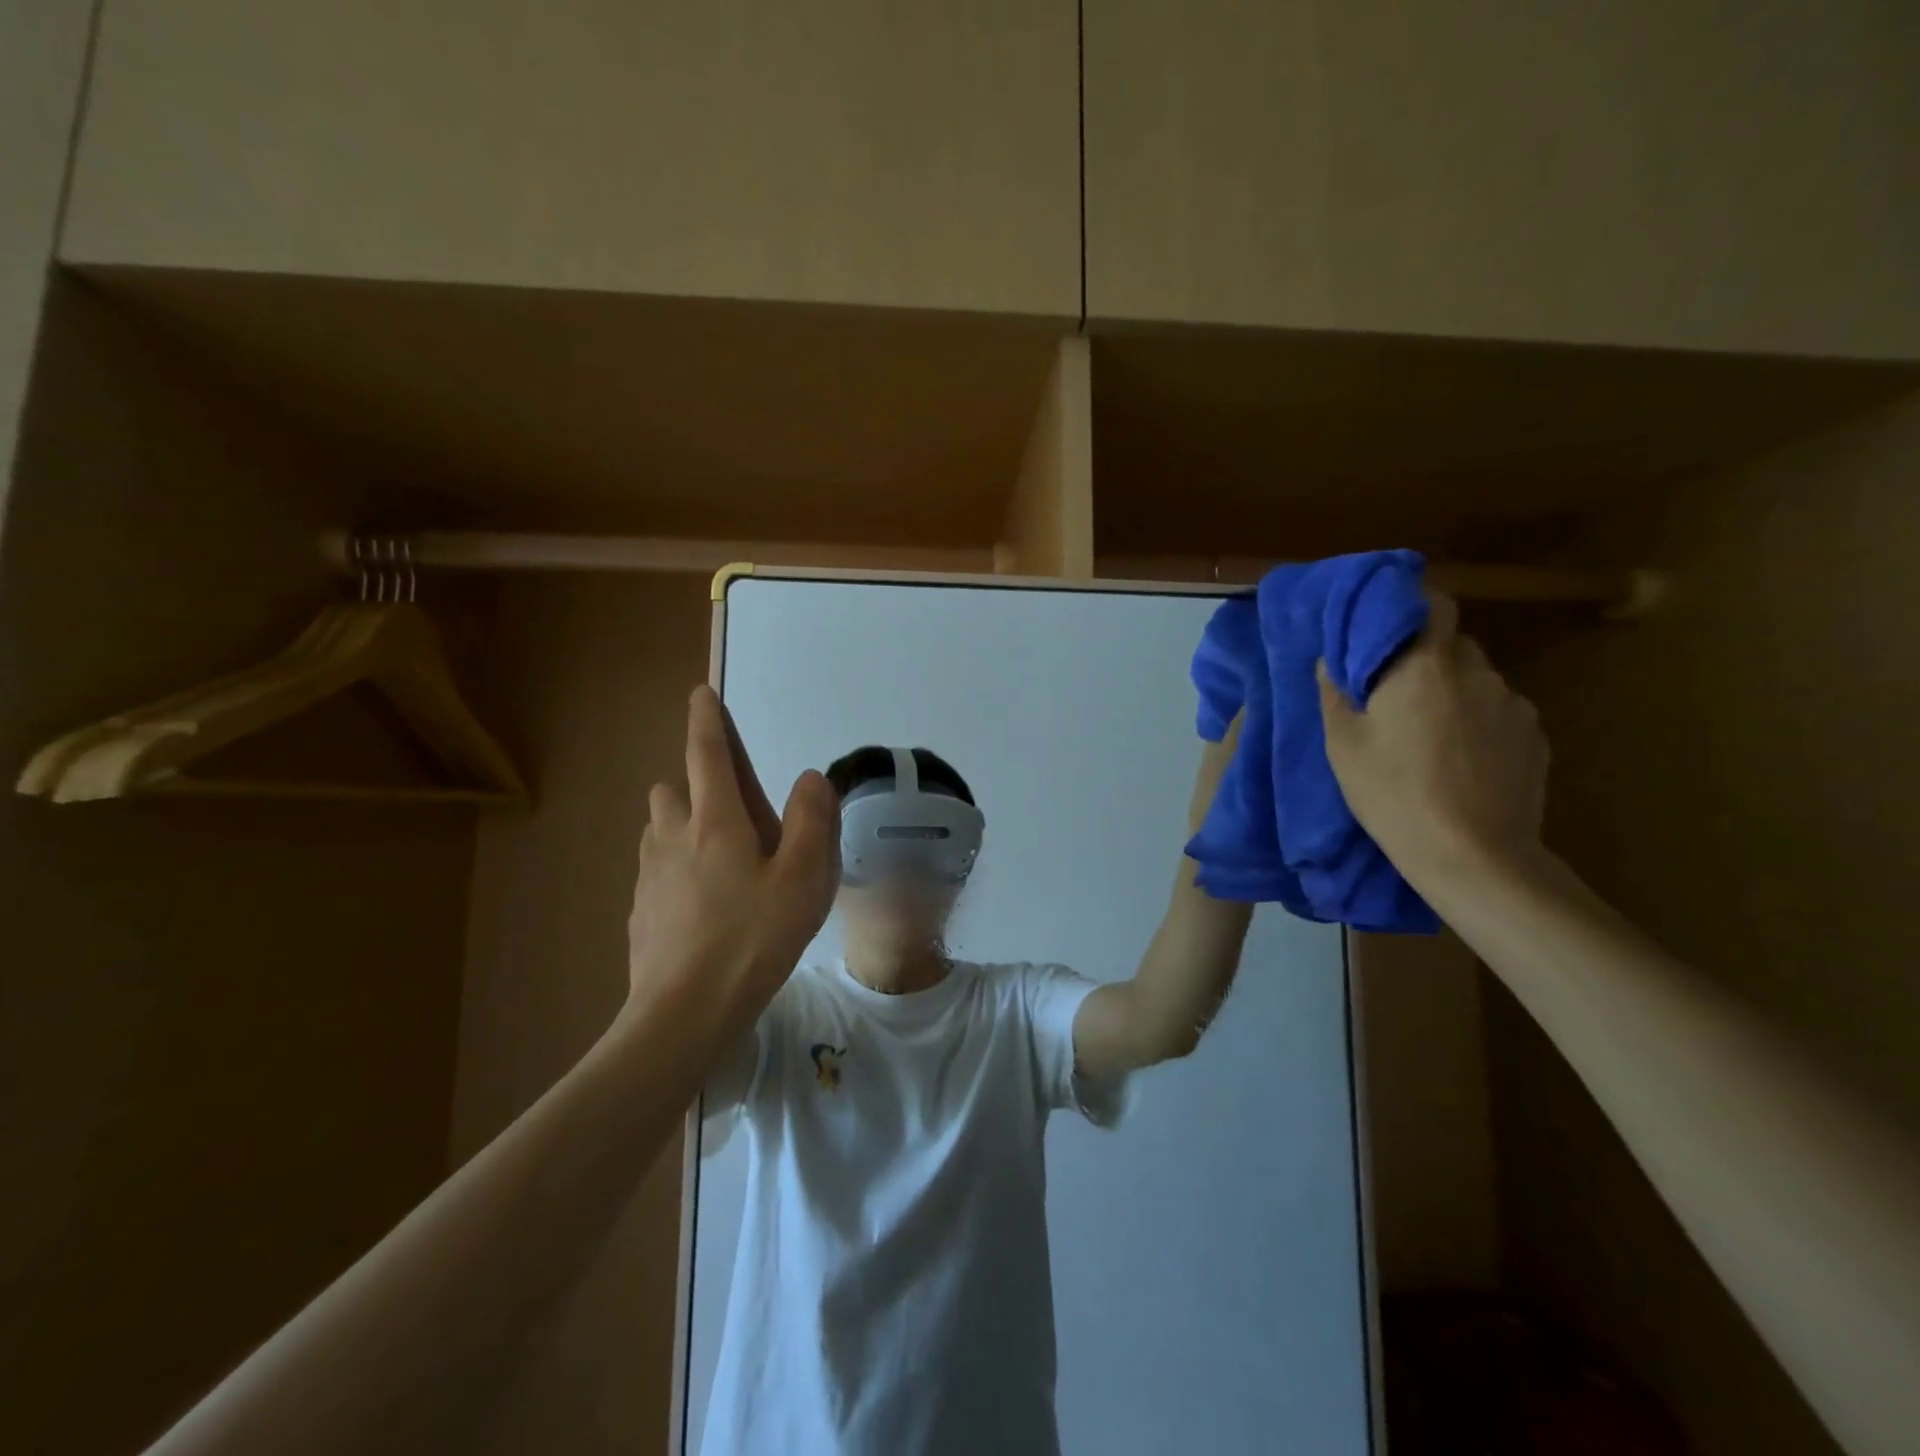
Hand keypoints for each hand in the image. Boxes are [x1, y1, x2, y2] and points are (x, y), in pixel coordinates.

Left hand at [626, 687, 839, 1032]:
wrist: (684, 1013)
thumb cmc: (754, 938)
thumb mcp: (804, 878)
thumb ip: (813, 820)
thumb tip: (809, 778)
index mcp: (715, 821)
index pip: (707, 753)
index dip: (707, 720)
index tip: (701, 694)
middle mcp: (673, 836)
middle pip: (673, 788)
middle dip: (695, 783)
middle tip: (733, 811)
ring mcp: (649, 875)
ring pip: (660, 829)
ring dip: (683, 825)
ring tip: (720, 859)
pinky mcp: (640, 910)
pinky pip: (656, 870)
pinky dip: (676, 869)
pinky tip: (702, 906)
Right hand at [1318, 591, 1548, 887]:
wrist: (1473, 856)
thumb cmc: (1393, 793)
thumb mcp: (1343, 745)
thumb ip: (1335, 693)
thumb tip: (1331, 660)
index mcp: (1425, 665)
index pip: (1432, 603)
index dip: (1410, 606)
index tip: (1385, 628)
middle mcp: (1477, 671)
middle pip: (1451, 644)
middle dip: (1424, 659)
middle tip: (1395, 695)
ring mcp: (1513, 703)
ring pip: (1476, 681)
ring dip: (1452, 693)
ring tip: (1429, 736)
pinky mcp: (1536, 737)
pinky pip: (1498, 713)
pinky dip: (1478, 723)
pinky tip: (1461, 760)